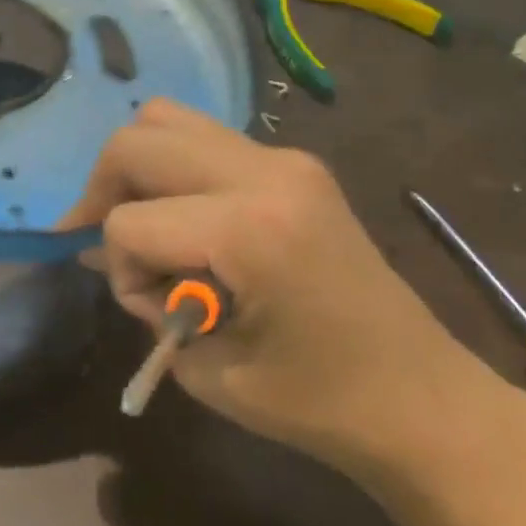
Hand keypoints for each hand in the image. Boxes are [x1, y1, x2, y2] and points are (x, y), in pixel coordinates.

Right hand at [64, 99, 519, 487]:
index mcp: (249, 229)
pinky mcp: (294, 165)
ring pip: (166, 120)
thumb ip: (145, 300)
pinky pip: (203, 140)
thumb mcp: (206, 368)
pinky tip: (183, 218)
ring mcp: (285, 159)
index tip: (152, 313)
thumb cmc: (318, 405)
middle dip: (104, 191)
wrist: (423, 401)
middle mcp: (266, 172)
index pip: (129, 221)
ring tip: (141, 219)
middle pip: (137, 142)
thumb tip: (103, 251)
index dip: (122, 270)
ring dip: (137, 169)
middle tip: (102, 238)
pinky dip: (172, 170)